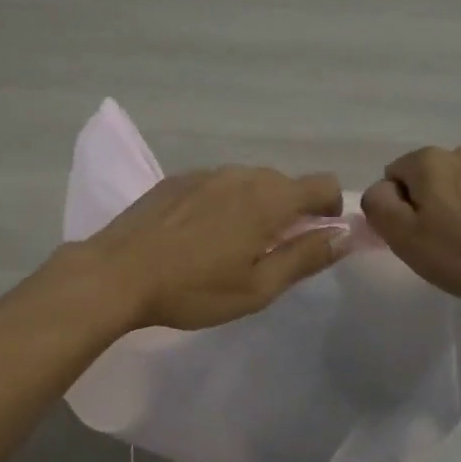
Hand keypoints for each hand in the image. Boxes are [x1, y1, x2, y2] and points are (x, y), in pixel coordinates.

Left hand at [76, 166, 347, 330]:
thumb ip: (306, 257)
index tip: (315, 239)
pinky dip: (224, 203)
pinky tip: (199, 235)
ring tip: (231, 245)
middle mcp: (243, 174)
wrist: (116, 274)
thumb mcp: (258, 287)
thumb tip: (345, 235)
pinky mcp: (179, 178)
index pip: (324, 184)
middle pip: (287, 183)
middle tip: (271, 253)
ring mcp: (207, 172)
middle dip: (292, 212)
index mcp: (269, 199)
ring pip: (251, 182)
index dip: (331, 210)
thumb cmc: (193, 289)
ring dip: (257, 206)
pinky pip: (219, 184)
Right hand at [361, 145, 460, 304]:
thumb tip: (381, 190)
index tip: (415, 235)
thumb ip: (379, 205)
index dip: (398, 208)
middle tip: (441, 241)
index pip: (394, 176)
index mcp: (428, 160)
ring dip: (460, 204)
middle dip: (430, 203)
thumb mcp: (404, 236)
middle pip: (429, 178)